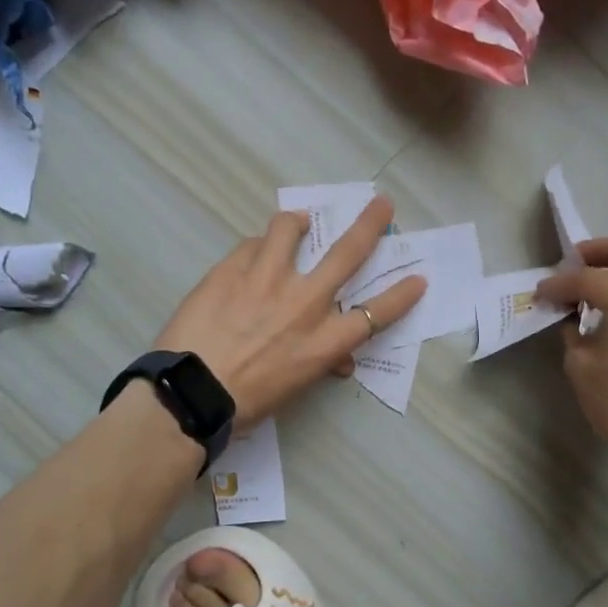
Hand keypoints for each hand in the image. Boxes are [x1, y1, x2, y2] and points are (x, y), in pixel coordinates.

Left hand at [155, 196, 426, 426]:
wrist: (190, 393)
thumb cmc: (245, 402)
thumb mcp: (294, 389)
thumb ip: (320, 363)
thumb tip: (338, 360)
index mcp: (323, 342)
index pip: (375, 315)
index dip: (401, 295)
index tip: (417, 278)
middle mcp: (303, 304)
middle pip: (348, 254)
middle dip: (370, 225)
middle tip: (382, 204)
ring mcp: (267, 280)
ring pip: (289, 229)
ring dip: (296, 222)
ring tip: (296, 222)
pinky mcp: (231, 270)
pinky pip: (250, 245)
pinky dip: (256, 248)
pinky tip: (250, 257)